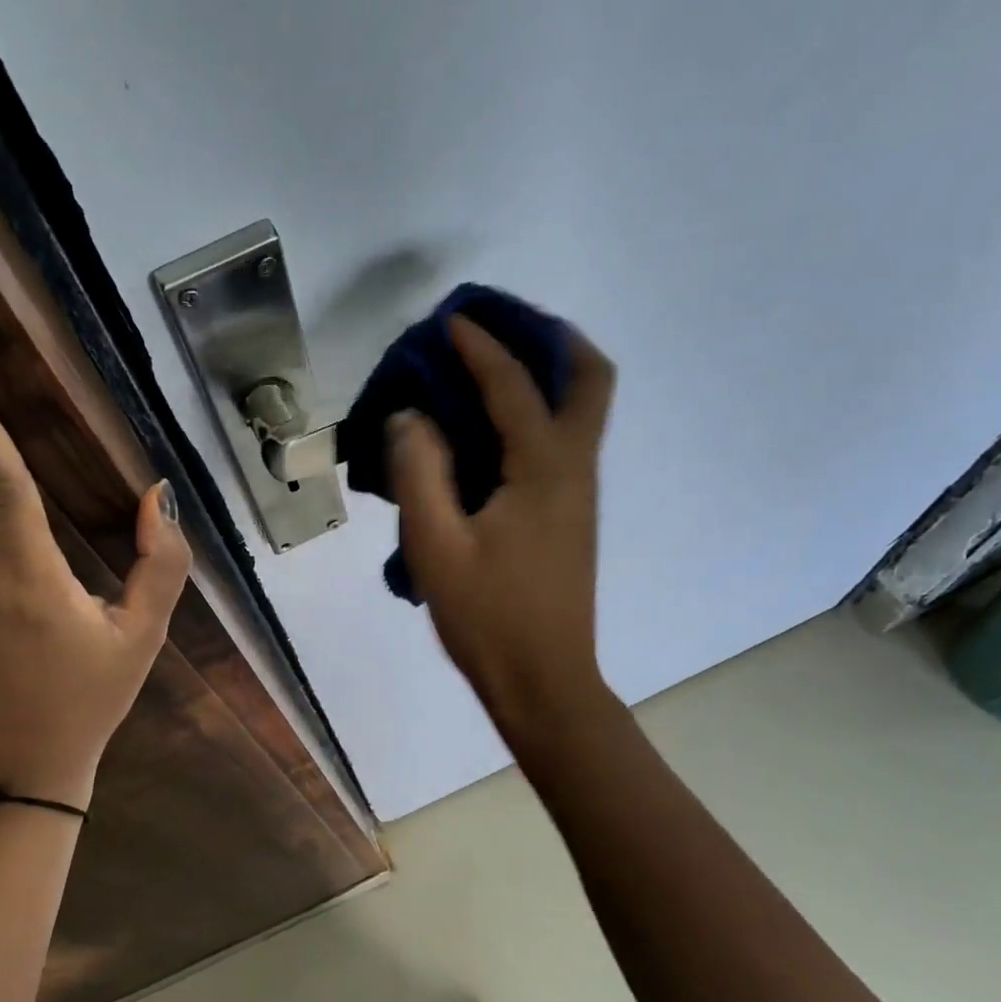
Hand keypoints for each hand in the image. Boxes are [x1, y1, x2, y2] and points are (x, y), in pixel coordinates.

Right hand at [386, 315, 616, 728]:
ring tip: (493, 364)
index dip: (479, 346)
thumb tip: (411, 416)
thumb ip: (419, 472)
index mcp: (544, 469)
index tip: (449, 321)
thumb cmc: (487, 617)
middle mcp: (575, 468)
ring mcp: (580, 492)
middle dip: (549, 337)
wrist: (543, 680)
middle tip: (501, 327)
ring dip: (547, 370)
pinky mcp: (571, 514)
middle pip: (589, 376)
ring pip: (584, 406)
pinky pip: (565, 438)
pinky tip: (492, 429)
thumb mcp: (436, 546)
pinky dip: (538, 410)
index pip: (514, 385)